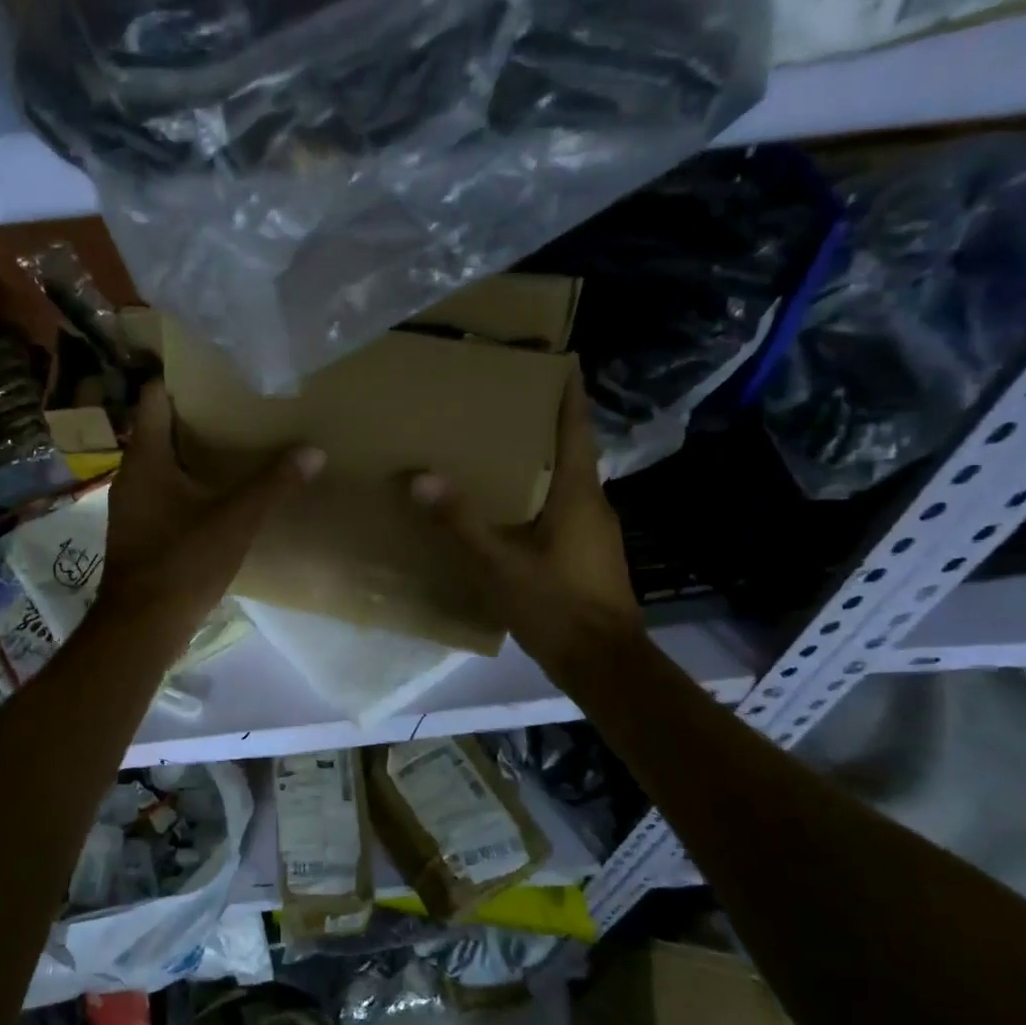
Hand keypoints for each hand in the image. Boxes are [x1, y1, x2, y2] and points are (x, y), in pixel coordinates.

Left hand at [97, 380, 323, 638]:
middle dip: (195, 414)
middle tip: (237, 402)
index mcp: (146, 458)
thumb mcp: (235, 521)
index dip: (179, 377)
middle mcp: (131, 473)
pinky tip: (216, 489)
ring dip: (191, 450)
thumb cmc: (182, 562)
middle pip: (159, 427)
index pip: (154, 397)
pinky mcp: (139, 528)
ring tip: (234, 440)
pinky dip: (186, 480)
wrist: (142, 625)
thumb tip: (313, 451)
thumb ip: (273, 484)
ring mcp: (131, 503)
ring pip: (161, 461)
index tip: (213, 368)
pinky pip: (162, 488)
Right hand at [409, 380, 640, 676]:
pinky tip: (509, 505)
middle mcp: (593, 504)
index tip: (564, 360)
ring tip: (499, 447)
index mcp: (578, 494)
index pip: (576, 430)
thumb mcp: (499, 564)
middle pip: (570, 451)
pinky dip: (539, 493)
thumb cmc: (556, 605)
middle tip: (507, 402)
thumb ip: (461, 521)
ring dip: (540, 460)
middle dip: (545, 423)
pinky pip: (563, 508)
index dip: (571, 394)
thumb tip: (421, 478)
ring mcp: (595, 531)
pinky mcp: (589, 554)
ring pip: (566, 481)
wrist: (603, 663)